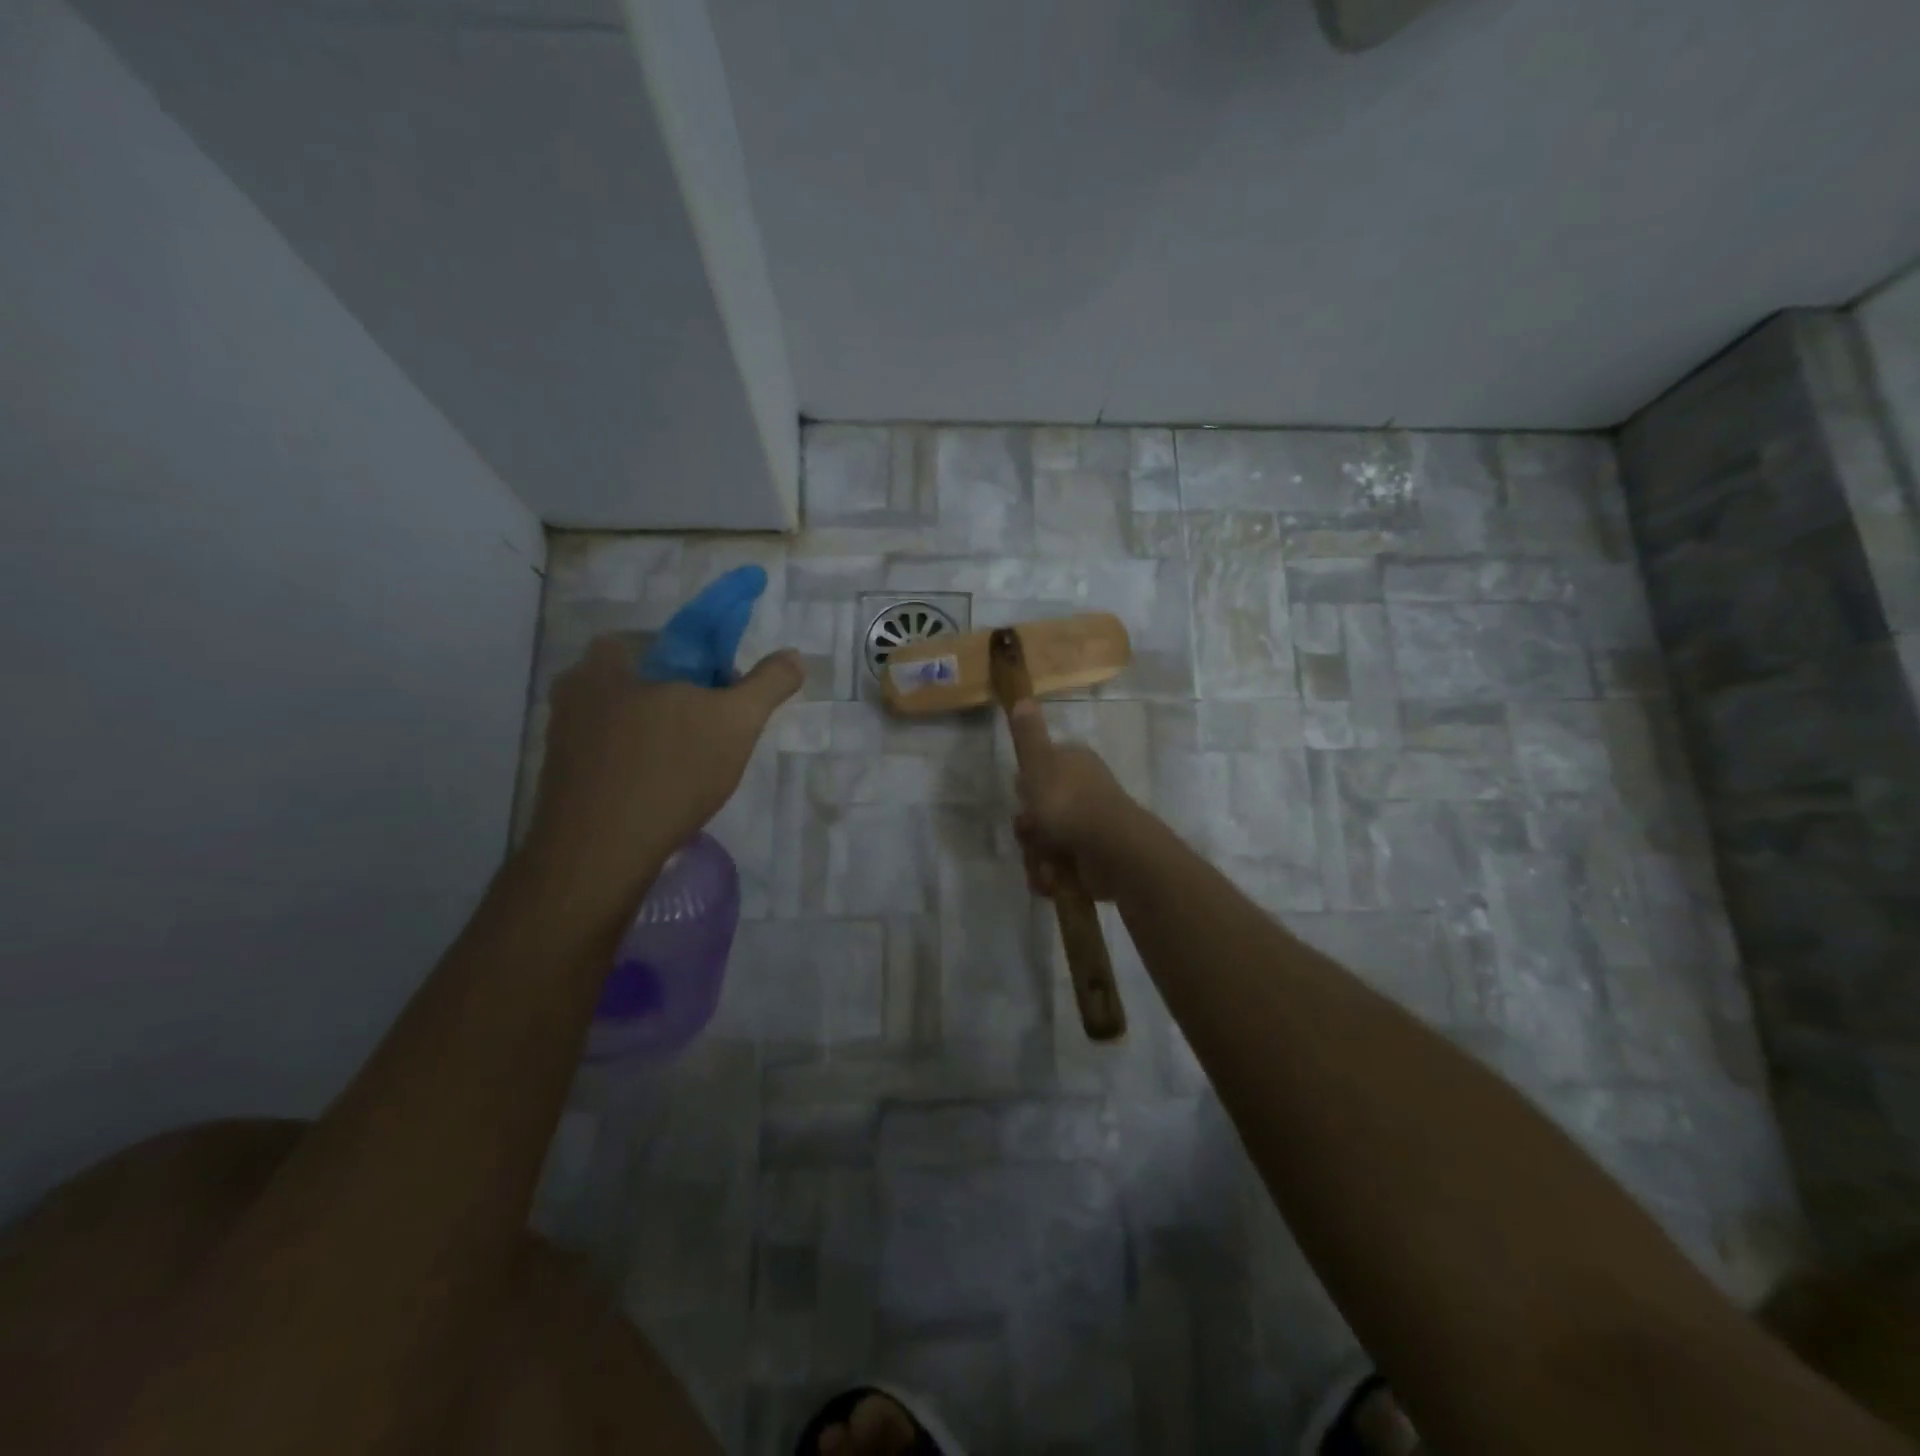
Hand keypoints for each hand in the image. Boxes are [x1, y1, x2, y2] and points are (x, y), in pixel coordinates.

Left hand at [525, 634, 801, 906]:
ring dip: (653, 732)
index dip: (692, 659)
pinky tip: (661, 788)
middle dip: (673, 697)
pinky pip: (607, 755)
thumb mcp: (735, 722)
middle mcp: (573, 692)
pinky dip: (634, 763)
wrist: (600, 852)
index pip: (655, 641)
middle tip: (709, 726)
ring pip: (621, 719)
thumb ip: (768, 684)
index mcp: (606, 664)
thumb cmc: (670, 772)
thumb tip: (794, 656)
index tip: (719, 688)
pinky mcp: (560, 777)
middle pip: (637, 680)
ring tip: (691, 762)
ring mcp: (560, 737)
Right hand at [1008, 701, 1145, 901]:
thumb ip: (1028, 735)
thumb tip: (1023, 698)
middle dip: (1030, 831)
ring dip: (1038, 858)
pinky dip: (1052, 876)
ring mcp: (1089, 828)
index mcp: (1074, 765)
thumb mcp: (1039, 764)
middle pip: (1038, 812)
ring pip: (1044, 843)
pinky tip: (1054, 880)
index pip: (1040, 771)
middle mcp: (1083, 793)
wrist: (1112, 851)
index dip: (1026, 787)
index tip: (1022, 798)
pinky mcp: (1092, 860)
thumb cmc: (1070, 803)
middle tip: (1033, 834)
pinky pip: (1058, 869)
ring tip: (1047, 865)